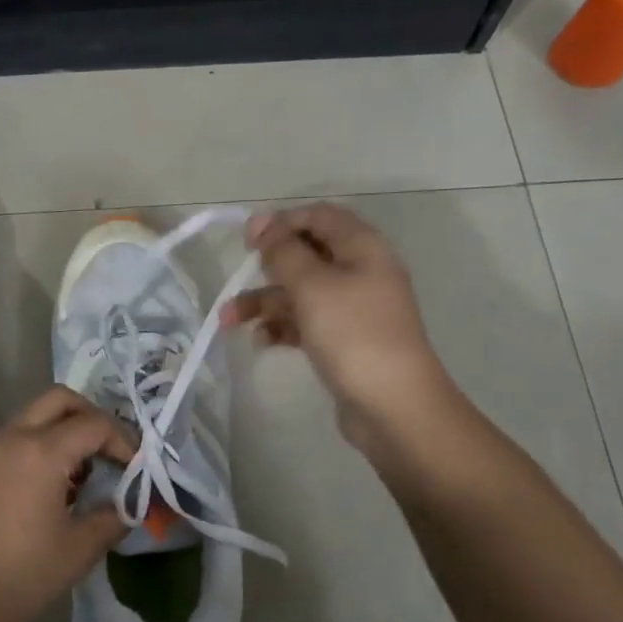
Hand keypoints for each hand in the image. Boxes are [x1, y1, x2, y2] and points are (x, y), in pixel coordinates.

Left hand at [0, 386, 134, 621]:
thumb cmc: (23, 578)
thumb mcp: (81, 549)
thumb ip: (114, 517)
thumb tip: (131, 505)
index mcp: (41, 452)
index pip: (94, 424)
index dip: (123, 441)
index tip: (135, 468)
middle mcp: (10, 439)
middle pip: (58, 400)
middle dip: (89, 417)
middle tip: (106, 451)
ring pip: (29, 419)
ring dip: (59, 434)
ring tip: (76, 479)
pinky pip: (6, 446)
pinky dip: (32, 453)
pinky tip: (39, 495)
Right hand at [226, 203, 456, 451]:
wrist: (393, 406)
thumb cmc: (353, 334)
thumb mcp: (312, 285)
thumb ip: (283, 251)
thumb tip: (261, 222)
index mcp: (362, 248)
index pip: (319, 216)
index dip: (282, 222)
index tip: (248, 241)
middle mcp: (360, 272)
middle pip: (306, 254)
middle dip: (267, 267)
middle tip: (238, 277)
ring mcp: (353, 308)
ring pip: (300, 292)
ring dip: (264, 302)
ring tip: (229, 320)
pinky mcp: (344, 340)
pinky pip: (306, 322)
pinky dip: (282, 327)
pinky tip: (261, 341)